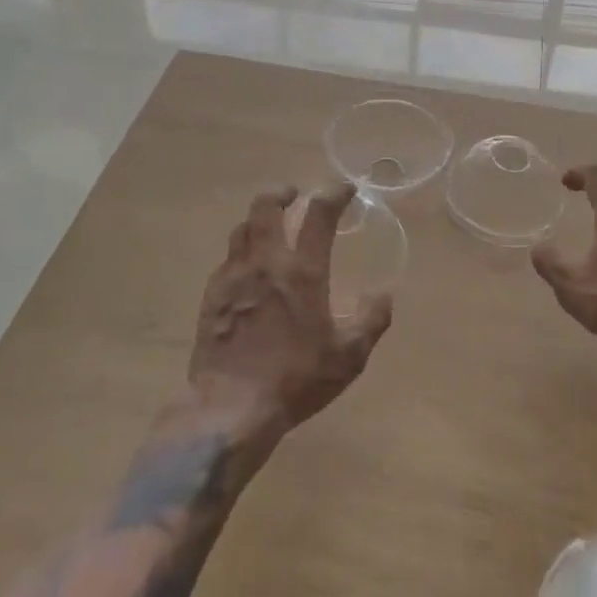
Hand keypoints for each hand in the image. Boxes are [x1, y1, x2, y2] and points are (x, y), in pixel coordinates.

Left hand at [189, 185, 392, 442]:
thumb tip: (385, 294)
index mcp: (302, 271)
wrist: (231, 407)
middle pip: (266, 205)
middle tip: (295, 195)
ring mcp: (234, 276)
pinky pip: (227, 258)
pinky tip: (248, 268)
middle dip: (282, 192)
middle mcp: (266, 262)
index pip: (318, 214)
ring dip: (259, 218)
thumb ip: (371, 321)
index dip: (333, 193)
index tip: (344, 189)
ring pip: (242, 227)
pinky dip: (242, 251)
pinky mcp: (212, 295)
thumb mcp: (348, 357)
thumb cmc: (295, 379)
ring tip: (271, 226)